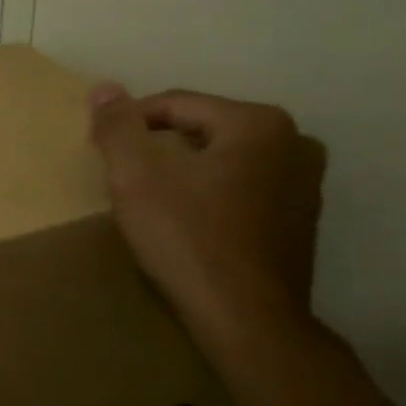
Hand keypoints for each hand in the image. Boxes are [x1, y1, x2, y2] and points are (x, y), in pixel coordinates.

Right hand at [89, 84, 326, 360]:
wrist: (244, 317)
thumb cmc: (187, 238)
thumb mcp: (136, 177)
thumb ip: (117, 127)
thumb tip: (104, 88)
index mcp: (258, 123)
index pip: (175, 104)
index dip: (129, 125)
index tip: (102, 154)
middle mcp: (294, 143)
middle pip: (201, 130)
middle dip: (159, 148)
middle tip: (124, 180)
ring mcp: (303, 185)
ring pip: (222, 162)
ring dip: (184, 173)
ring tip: (151, 203)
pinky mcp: (298, 222)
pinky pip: (240, 192)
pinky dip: (209, 197)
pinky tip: (187, 225)